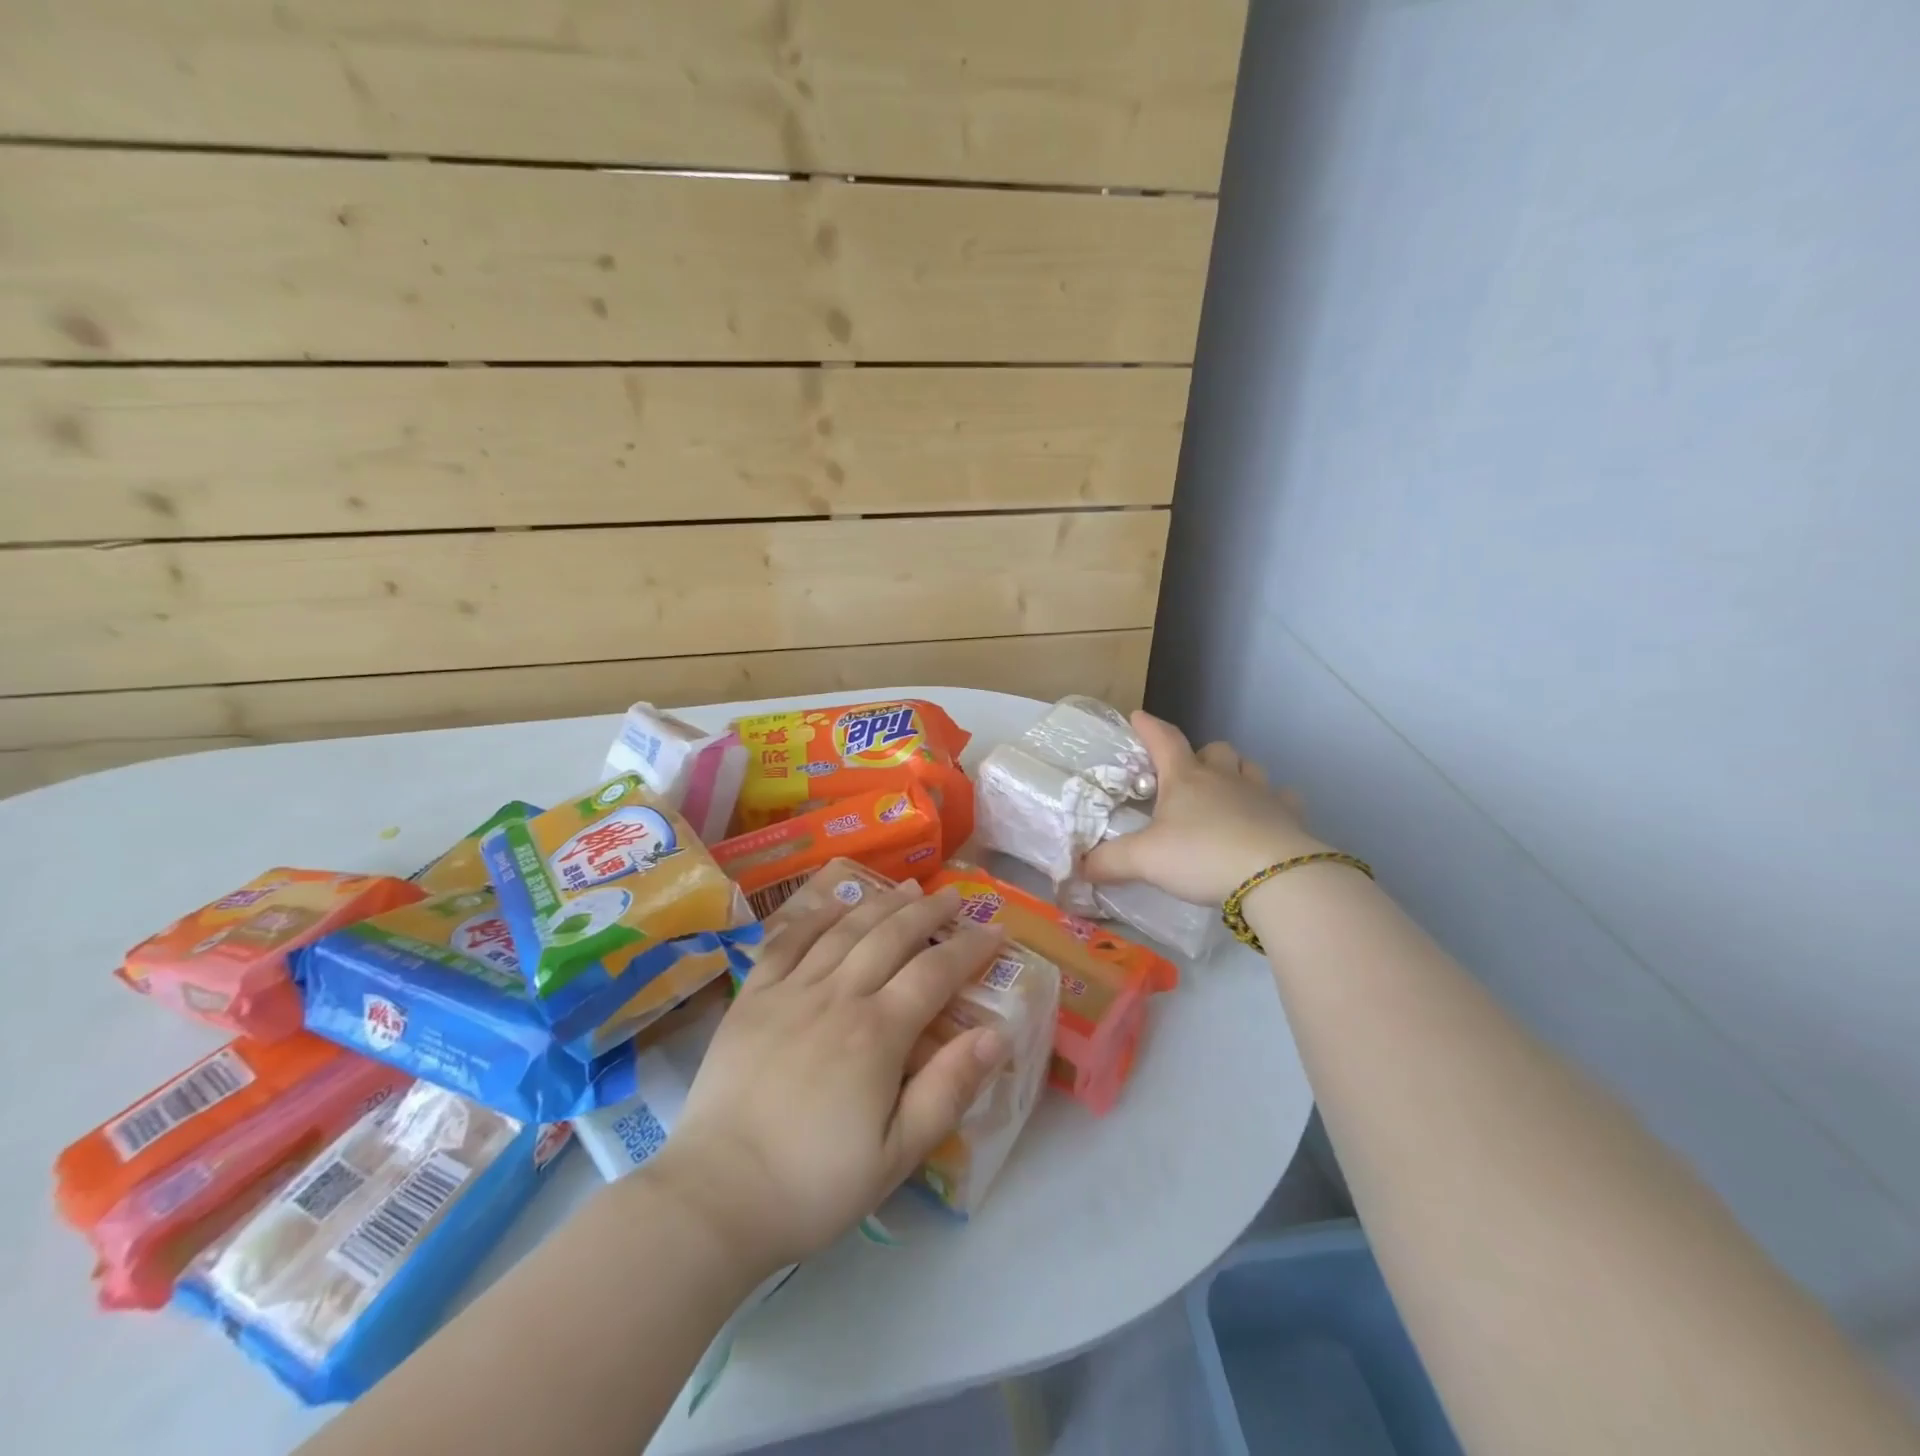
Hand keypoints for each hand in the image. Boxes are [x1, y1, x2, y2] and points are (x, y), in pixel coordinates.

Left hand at [647, 883, 1007, 1273]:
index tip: (995, 930)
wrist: (717, 1196)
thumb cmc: (814, 1184)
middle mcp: (837, 997)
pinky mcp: (752, 997)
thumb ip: (948, 1090)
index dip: (969, 949)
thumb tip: (996, 1035)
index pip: (935, 974)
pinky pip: (787, 941)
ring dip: (880, 903)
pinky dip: (816, 916)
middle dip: (928, 912)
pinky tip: (835, 905)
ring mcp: (790, 991)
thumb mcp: (896, 1155)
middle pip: (891, 937)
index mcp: (877, 1034)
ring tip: (906, 887)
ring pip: (844, 929)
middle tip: (953, 896)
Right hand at [1080, 711, 1326, 904]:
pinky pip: (1283, 799)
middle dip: (1200, 755)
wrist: (1274, 876)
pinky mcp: (1289, 817)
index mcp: (1185, 779)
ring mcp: (1261, 794)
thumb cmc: (1201, 855)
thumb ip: (1110, 862)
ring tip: (1227, 793)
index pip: (1163, 740)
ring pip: (1249, 768)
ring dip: (1237, 774)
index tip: (1137, 716)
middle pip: (1214, 750)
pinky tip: (1266, 818)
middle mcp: (1223, 778)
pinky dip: (1273, 804)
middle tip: (1188, 775)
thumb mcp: (1144, 860)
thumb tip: (1079, 867)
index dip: (1149, 727)